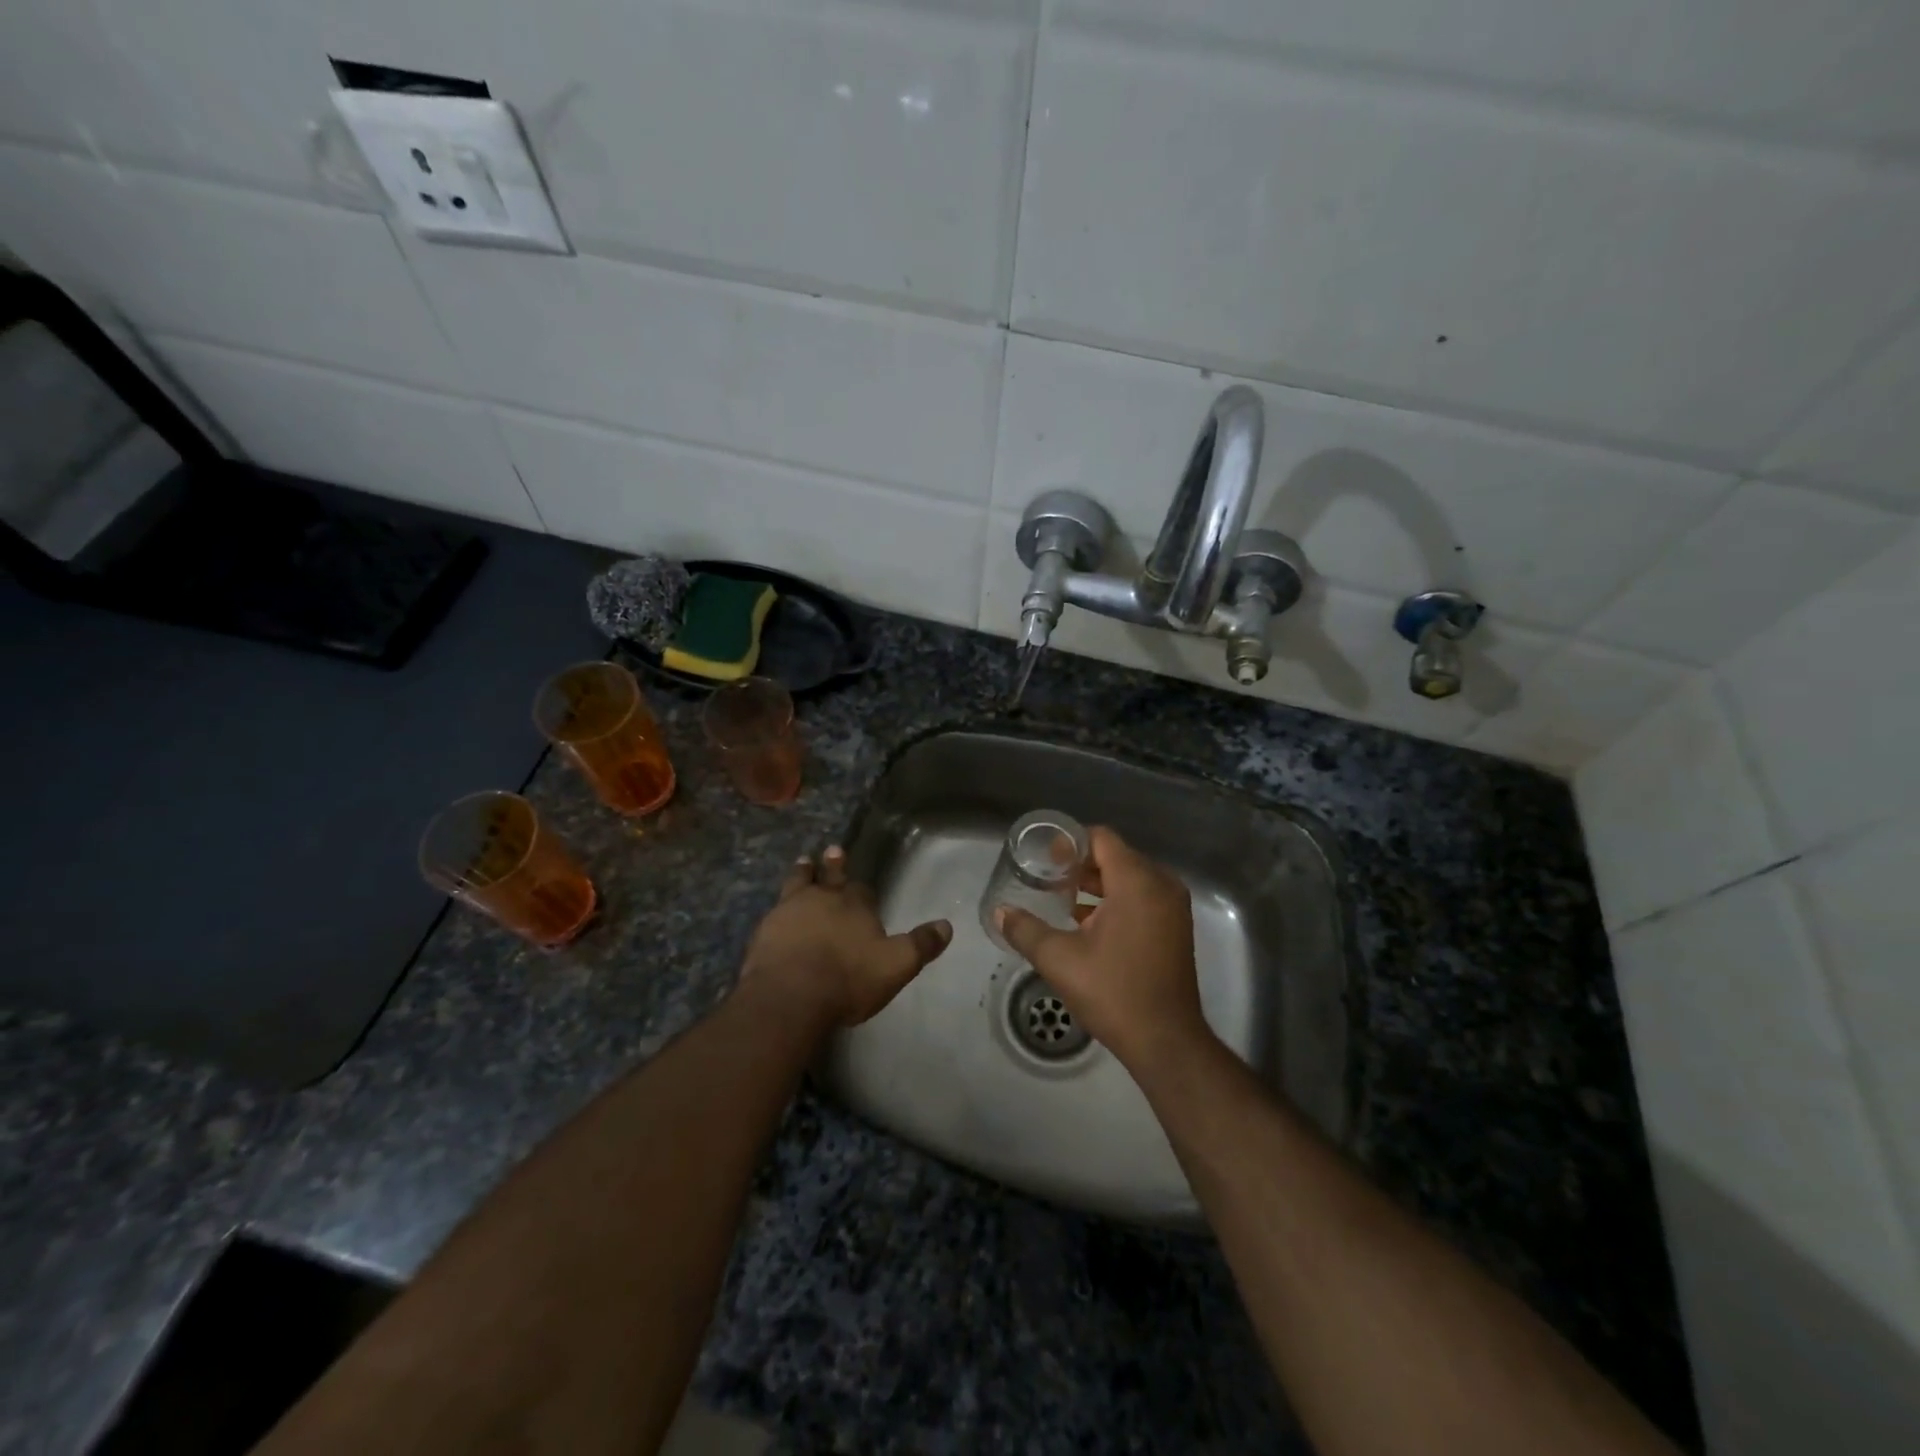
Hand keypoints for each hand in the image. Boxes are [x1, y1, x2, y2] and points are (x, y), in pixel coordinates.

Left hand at [740, 846, 950, 1028]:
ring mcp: (789, 912)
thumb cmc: (848, 979)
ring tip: (802, 863)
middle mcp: (822, 900)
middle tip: (831, 850)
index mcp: (855, 905)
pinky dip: (778, 911)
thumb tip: (947, 925)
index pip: (862, 890)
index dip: (863, 889)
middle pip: (828, 876)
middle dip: (832, 865)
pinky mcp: (764, 931)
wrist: (790, 996)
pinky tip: (775, 915)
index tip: (861, 885)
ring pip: (797, 884)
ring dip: (802, 873)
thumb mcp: (896, 965)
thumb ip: (921, 945)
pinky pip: (773, 913)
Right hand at [995, 826, 1210, 1070]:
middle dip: (1081, 864)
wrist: (1166, 1041)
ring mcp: (1173, 907)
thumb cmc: (1113, 992)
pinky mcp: (1175, 928)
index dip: (1070, 843)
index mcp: (1137, 882)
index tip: (1044, 859)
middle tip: (1048, 878)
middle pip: (1116, 855)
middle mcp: (1161, 885)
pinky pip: (1143, 896)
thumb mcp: (1059, 960)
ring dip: (1098, 883)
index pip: (1101, 838)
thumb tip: (999, 912)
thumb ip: (1025, 930)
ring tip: (1062, 898)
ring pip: (1130, 877)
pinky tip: (1087, 921)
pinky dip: (1117, 899)